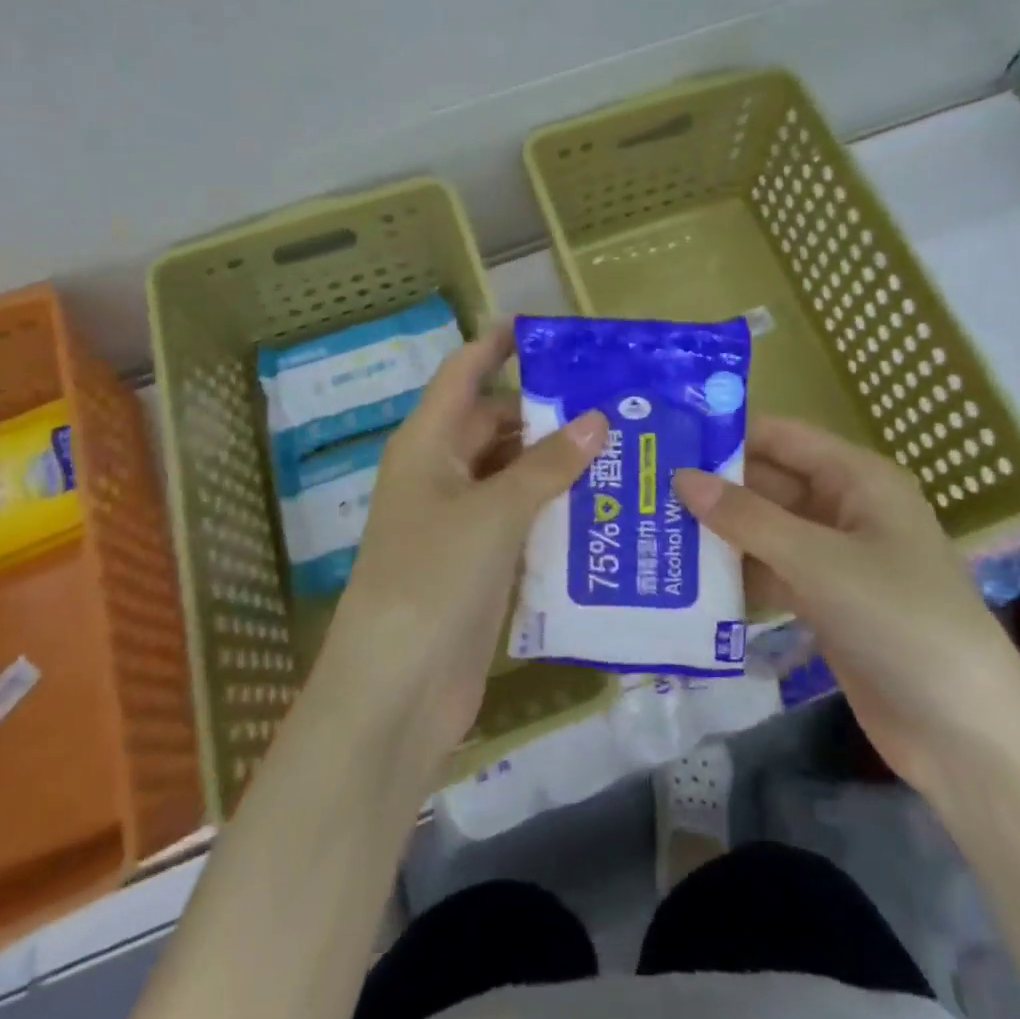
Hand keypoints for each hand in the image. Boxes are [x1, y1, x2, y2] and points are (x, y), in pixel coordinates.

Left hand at [313, 322, 608, 788]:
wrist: (396, 690)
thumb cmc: (432, 580)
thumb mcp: (491, 513)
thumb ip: (545, 466)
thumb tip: (595, 420)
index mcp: (427, 444)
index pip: (463, 374)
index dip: (497, 345)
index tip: (546, 328)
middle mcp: (441, 473)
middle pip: (496, 423)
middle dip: (547, 411)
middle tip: (615, 402)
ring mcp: (459, 520)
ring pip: (513, 472)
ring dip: (557, 462)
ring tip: (623, 447)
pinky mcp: (479, 562)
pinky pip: (521, 518)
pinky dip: (554, 508)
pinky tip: (603, 506)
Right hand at [675, 416, 1019, 792]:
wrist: (964, 734)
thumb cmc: (900, 621)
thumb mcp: (818, 561)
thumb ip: (746, 518)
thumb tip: (681, 477)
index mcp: (857, 478)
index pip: (780, 437)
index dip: (726, 433)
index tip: (665, 438)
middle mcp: (845, 508)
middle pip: (767, 483)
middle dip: (712, 487)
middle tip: (643, 487)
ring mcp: (834, 558)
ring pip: (763, 531)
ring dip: (716, 533)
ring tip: (648, 529)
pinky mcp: (824, 602)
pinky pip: (770, 572)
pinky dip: (734, 574)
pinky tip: (683, 579)